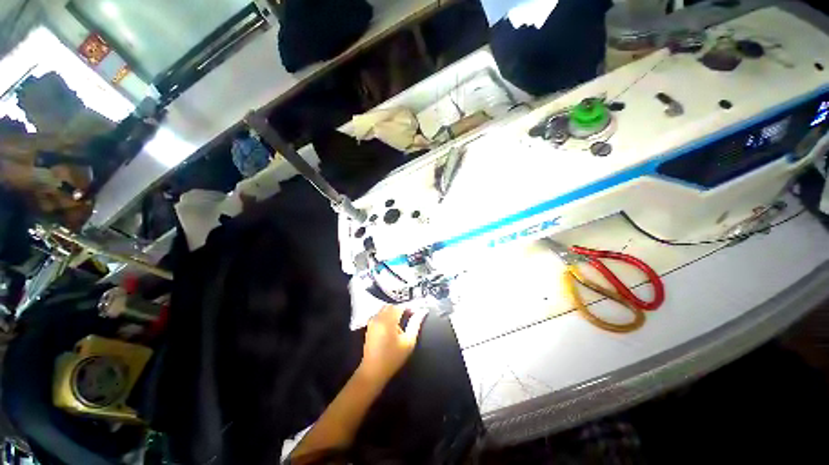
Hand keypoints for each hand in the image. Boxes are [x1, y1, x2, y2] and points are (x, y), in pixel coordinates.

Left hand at [358, 305, 426, 384]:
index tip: (416, 312)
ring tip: (402, 323)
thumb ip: (415, 323)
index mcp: (387, 320)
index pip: (400, 306)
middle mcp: (378, 317)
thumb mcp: (408, 342)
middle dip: (402, 309)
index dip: (410, 307)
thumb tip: (422, 311)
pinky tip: (393, 327)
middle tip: (410, 317)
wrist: (373, 371)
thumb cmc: (392, 358)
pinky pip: (380, 314)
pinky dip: (388, 316)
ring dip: (394, 312)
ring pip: (386, 309)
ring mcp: (372, 321)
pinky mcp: (370, 325)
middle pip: (392, 306)